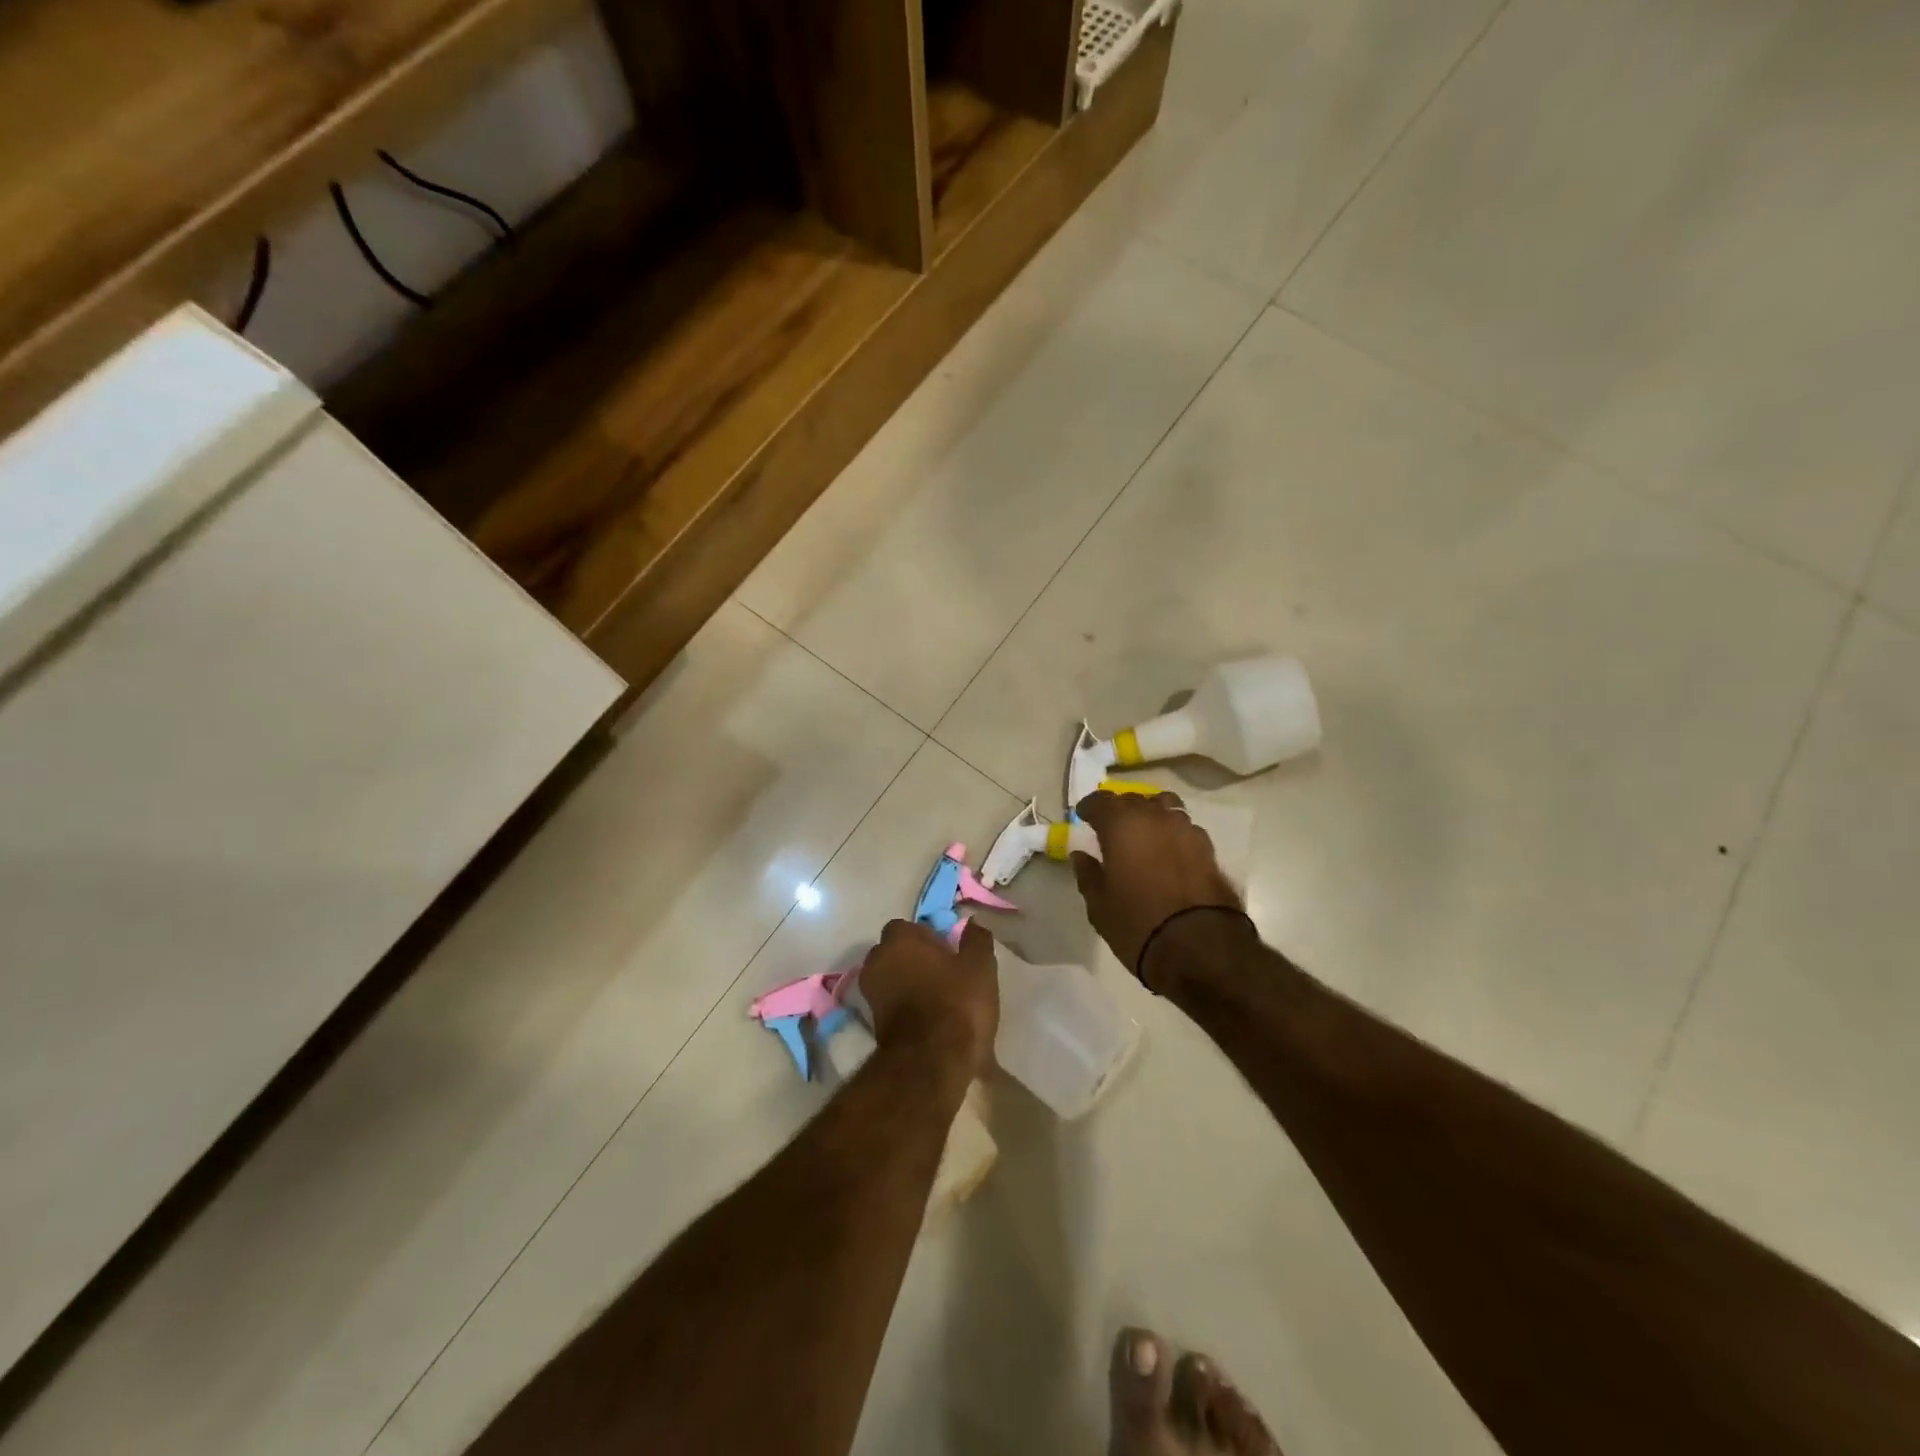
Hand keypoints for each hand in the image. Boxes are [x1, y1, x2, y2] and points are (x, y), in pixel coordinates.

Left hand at [857, 919, 998, 1078]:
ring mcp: (870, 993)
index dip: (928, 937)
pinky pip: (891, 1003)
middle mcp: (877, 960)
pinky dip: (905, 1006)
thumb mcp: (980, 966)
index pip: (908, 927)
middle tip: (944, 974)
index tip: (949, 952)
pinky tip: (929, 1019)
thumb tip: (972, 922)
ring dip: (908, 983)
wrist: (931, 1062)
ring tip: (938, 999)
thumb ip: (976, 939)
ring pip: (892, 978)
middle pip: (896, 952)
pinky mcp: (872, 1023)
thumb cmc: (957, 1003)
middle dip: (914, 959)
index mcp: (899, 939)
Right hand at [1072, 790, 1241, 981]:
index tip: (1083, 817)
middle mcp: (1155, 817)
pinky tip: (1168, 852)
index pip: (1101, 801)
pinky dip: (1172, 834)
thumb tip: (1081, 855)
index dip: (1089, 807)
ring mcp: (1186, 830)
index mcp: (1122, 824)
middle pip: (1134, 799)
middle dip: (1120, 809)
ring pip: (1165, 807)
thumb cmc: (1138, 924)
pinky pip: (1184, 829)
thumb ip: (1088, 874)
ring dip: (1151, 815)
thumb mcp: (1099, 905)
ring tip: (1143, 834)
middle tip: (1110, 827)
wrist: (1201, 948)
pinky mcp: (1209, 849)